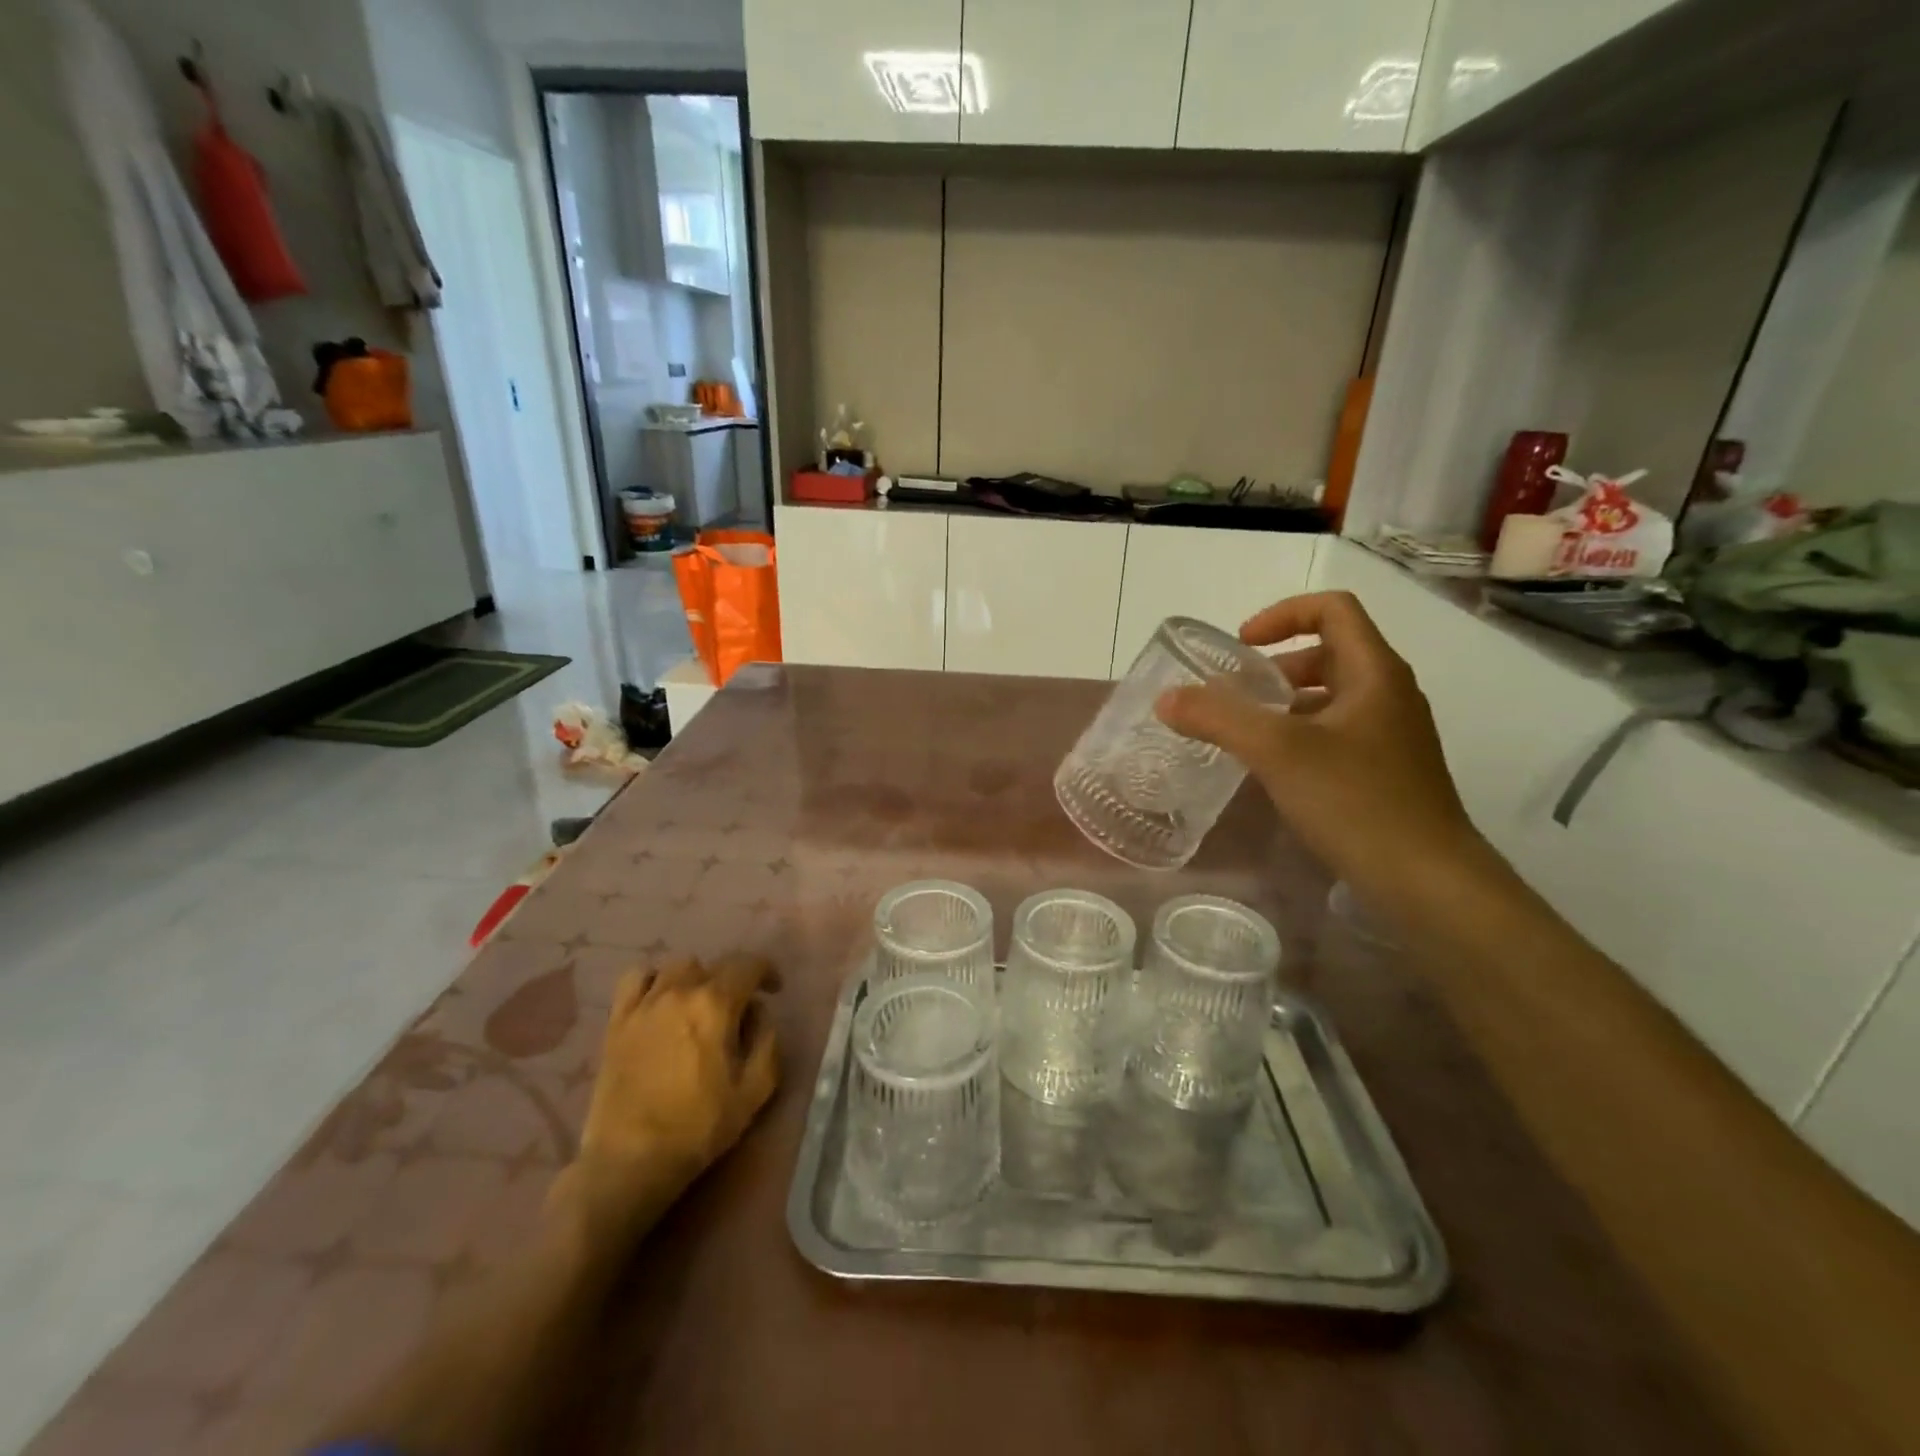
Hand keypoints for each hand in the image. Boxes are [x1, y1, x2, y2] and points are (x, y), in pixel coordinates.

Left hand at [552, 955, 779, 1252]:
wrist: (630, 1160)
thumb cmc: (699, 1126)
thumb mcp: (756, 1089)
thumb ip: (767, 1040)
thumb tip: (759, 1013)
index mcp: (716, 1003)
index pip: (748, 965)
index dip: (767, 972)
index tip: (774, 990)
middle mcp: (680, 991)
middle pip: (714, 965)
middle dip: (732, 980)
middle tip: (737, 1010)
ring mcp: (644, 1004)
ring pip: (677, 967)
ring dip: (695, 979)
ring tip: (698, 1005)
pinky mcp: (617, 1021)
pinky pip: (635, 979)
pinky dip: (653, 981)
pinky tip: (660, 1002)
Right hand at [1156, 591, 1487, 904]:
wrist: (1428, 881)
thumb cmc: (1356, 801)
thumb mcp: (1277, 751)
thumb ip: (1217, 718)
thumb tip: (1167, 698)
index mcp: (1374, 672)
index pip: (1333, 609)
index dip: (1282, 614)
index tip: (1241, 646)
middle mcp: (1388, 694)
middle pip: (1330, 652)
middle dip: (1276, 666)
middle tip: (1235, 695)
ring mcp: (1391, 735)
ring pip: (1331, 697)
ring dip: (1284, 704)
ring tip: (1245, 734)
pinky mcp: (1387, 772)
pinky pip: (1336, 734)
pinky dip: (1299, 736)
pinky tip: (1273, 771)